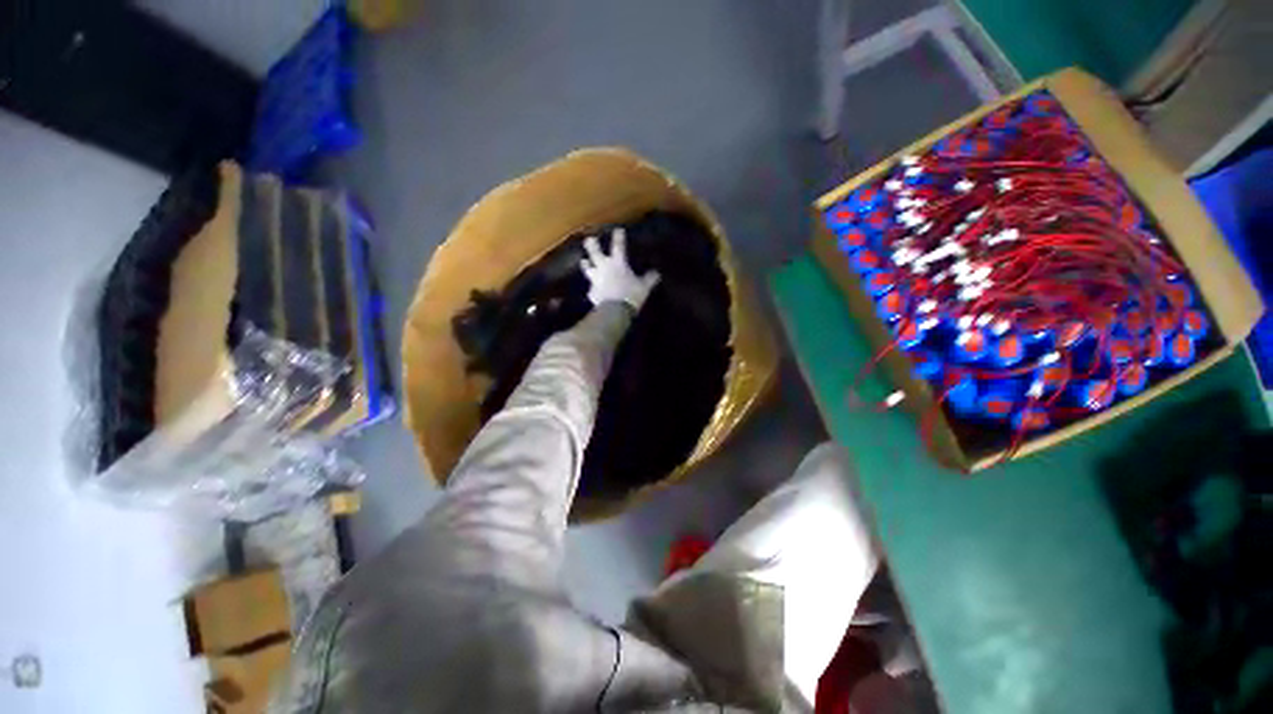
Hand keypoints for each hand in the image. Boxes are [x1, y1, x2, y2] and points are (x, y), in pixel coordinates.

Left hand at [581, 228, 660, 310]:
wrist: (615, 311)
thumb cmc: (631, 295)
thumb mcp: (644, 287)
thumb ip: (649, 278)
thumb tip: (657, 272)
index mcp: (618, 263)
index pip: (618, 246)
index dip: (618, 237)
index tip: (617, 229)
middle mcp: (604, 267)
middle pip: (595, 252)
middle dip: (591, 244)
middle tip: (589, 239)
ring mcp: (595, 279)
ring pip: (587, 268)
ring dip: (585, 264)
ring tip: (583, 261)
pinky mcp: (591, 292)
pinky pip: (591, 288)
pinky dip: (592, 288)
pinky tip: (593, 290)